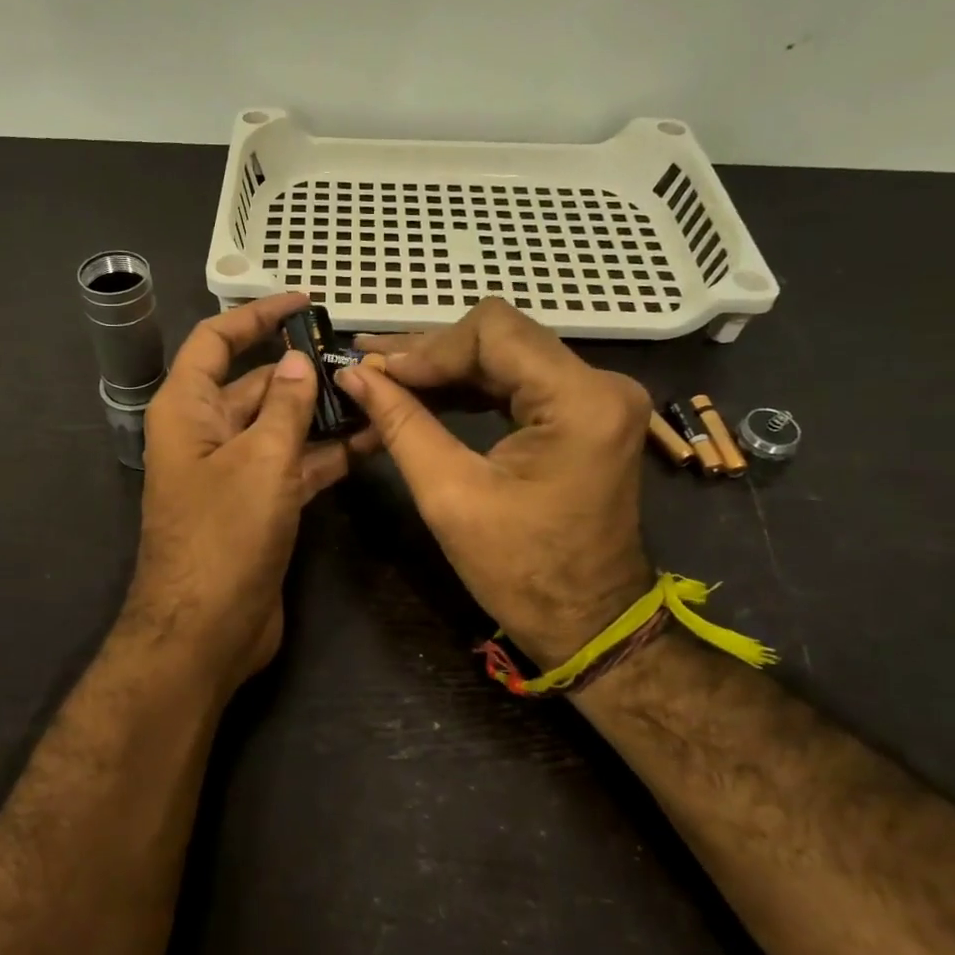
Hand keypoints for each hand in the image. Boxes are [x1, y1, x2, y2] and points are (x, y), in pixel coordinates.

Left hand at [121, 294, 352, 692]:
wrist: (207, 632)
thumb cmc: (225, 536)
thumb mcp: (261, 461)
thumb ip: (285, 406)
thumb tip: (298, 362)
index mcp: (187, 409)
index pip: (217, 341)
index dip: (257, 315)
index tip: (304, 302)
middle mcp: (207, 434)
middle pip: (256, 384)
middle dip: (304, 370)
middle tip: (361, 358)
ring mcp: (234, 472)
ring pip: (281, 427)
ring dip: (323, 414)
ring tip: (379, 394)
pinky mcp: (259, 506)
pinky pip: (294, 466)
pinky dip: (327, 455)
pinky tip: (372, 442)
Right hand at [333, 298, 654, 668]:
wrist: (586, 622)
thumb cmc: (520, 571)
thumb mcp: (450, 495)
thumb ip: (401, 424)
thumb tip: (353, 375)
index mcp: (580, 401)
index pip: (494, 332)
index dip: (427, 347)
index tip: (377, 372)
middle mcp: (600, 384)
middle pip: (501, 336)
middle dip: (431, 353)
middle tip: (368, 365)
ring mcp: (597, 397)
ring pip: (506, 354)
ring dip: (445, 367)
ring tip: (385, 375)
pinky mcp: (585, 414)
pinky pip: (519, 381)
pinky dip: (470, 387)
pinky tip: (424, 394)